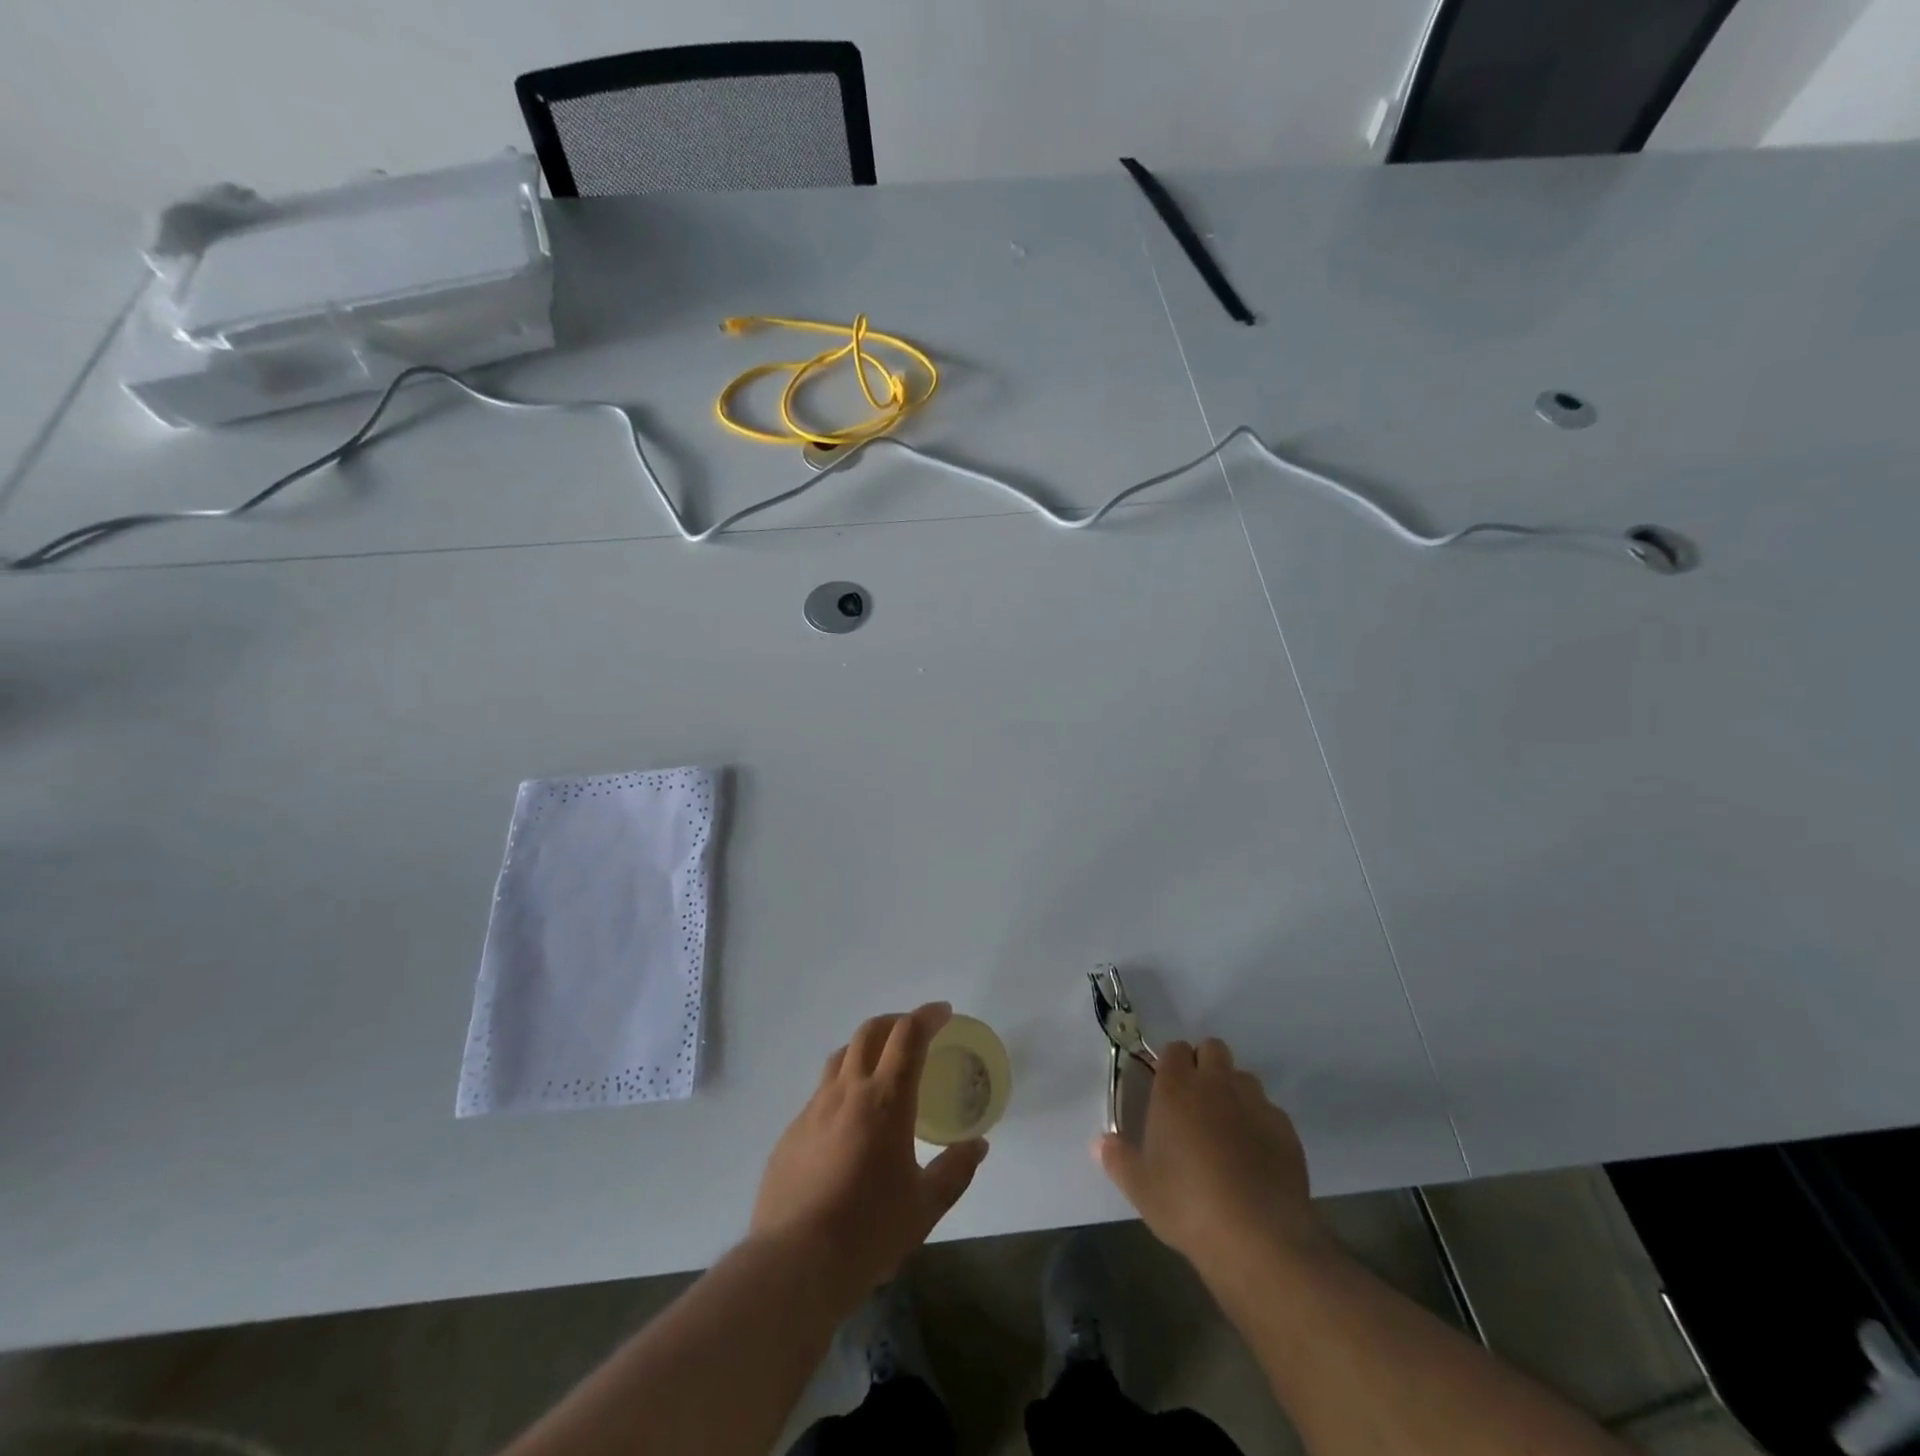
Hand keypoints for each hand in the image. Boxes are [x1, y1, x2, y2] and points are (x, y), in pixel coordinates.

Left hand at [751, 1003, 988, 1305]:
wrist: (793, 1263)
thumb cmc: (868, 1232)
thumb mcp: (925, 1207)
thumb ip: (955, 1170)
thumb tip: (977, 1145)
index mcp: (885, 1101)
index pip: (908, 1035)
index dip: (928, 1016)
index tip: (943, 1012)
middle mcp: (847, 1092)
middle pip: (870, 1032)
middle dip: (896, 1021)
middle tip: (915, 1032)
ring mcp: (813, 1109)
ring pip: (840, 1056)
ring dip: (865, 1048)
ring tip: (881, 1067)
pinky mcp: (791, 1133)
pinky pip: (820, 1094)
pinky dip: (842, 1088)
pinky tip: (849, 1123)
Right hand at [1096, 1038, 1327, 1279]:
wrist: (1259, 1237)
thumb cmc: (1187, 1205)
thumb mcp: (1140, 1188)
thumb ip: (1118, 1159)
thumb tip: (1100, 1143)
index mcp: (1176, 1088)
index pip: (1174, 1049)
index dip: (1170, 1064)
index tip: (1166, 1089)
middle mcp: (1216, 1084)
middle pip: (1212, 1049)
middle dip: (1204, 1065)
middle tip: (1195, 1103)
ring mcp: (1255, 1104)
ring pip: (1243, 1078)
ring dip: (1233, 1092)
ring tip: (1226, 1129)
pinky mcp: (1286, 1130)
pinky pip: (1269, 1112)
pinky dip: (1260, 1123)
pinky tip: (1255, 1157)